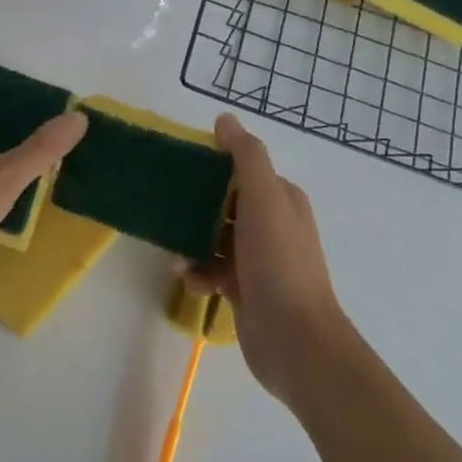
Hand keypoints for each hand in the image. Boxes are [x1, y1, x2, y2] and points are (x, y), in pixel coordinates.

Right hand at [189, 114, 353, 405]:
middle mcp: (272, 225)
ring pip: (214, 237)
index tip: (178, 167)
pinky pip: (212, 270)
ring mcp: (259, 260)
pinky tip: (188, 280)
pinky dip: (197, 272)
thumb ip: (246, 156)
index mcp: (282, 200)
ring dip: (191, 241)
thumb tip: (224, 119)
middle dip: (195, 205)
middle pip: (224, 203)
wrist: (295, 342)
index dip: (212, 166)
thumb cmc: (278, 262)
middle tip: (165, 206)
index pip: (242, 171)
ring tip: (173, 251)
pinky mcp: (245, 290)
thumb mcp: (264, 198)